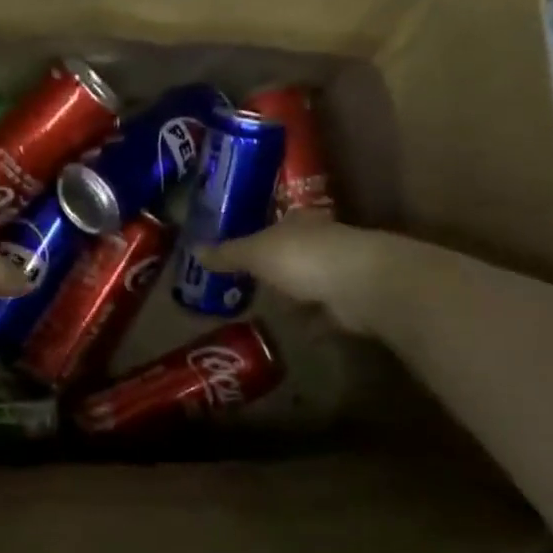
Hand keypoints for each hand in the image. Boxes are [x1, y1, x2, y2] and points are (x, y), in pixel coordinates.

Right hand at [202, 215, 391, 334]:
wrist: (358, 285)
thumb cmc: (302, 258)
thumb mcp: (255, 253)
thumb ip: (228, 254)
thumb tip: (194, 250)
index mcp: (299, 222)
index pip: (278, 222)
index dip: (261, 231)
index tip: (245, 246)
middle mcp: (322, 241)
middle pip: (295, 251)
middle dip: (278, 265)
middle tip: (252, 281)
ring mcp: (339, 271)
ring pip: (311, 280)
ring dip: (296, 293)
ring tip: (270, 307)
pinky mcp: (350, 302)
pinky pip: (323, 311)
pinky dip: (312, 319)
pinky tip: (298, 330)